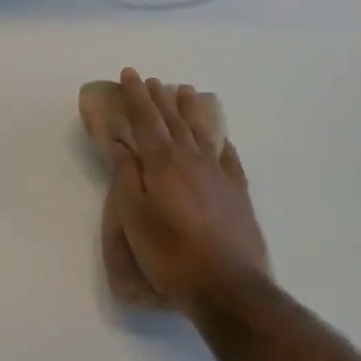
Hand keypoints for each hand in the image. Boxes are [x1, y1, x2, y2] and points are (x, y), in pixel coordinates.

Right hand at [102, 70, 269, 316]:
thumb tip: (122, 143)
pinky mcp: (238, 194)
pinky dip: (220, 141)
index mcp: (162, 162)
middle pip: (173, 120)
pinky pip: (228, 157)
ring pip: (201, 132)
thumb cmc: (169, 253)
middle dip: (159, 98)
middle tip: (151, 79)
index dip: (136, 96)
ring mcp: (219, 175)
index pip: (146, 119)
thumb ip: (126, 176)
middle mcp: (192, 159)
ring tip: (184, 91)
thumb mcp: (133, 216)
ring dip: (190, 111)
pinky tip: (219, 137)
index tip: (129, 73)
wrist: (227, 286)